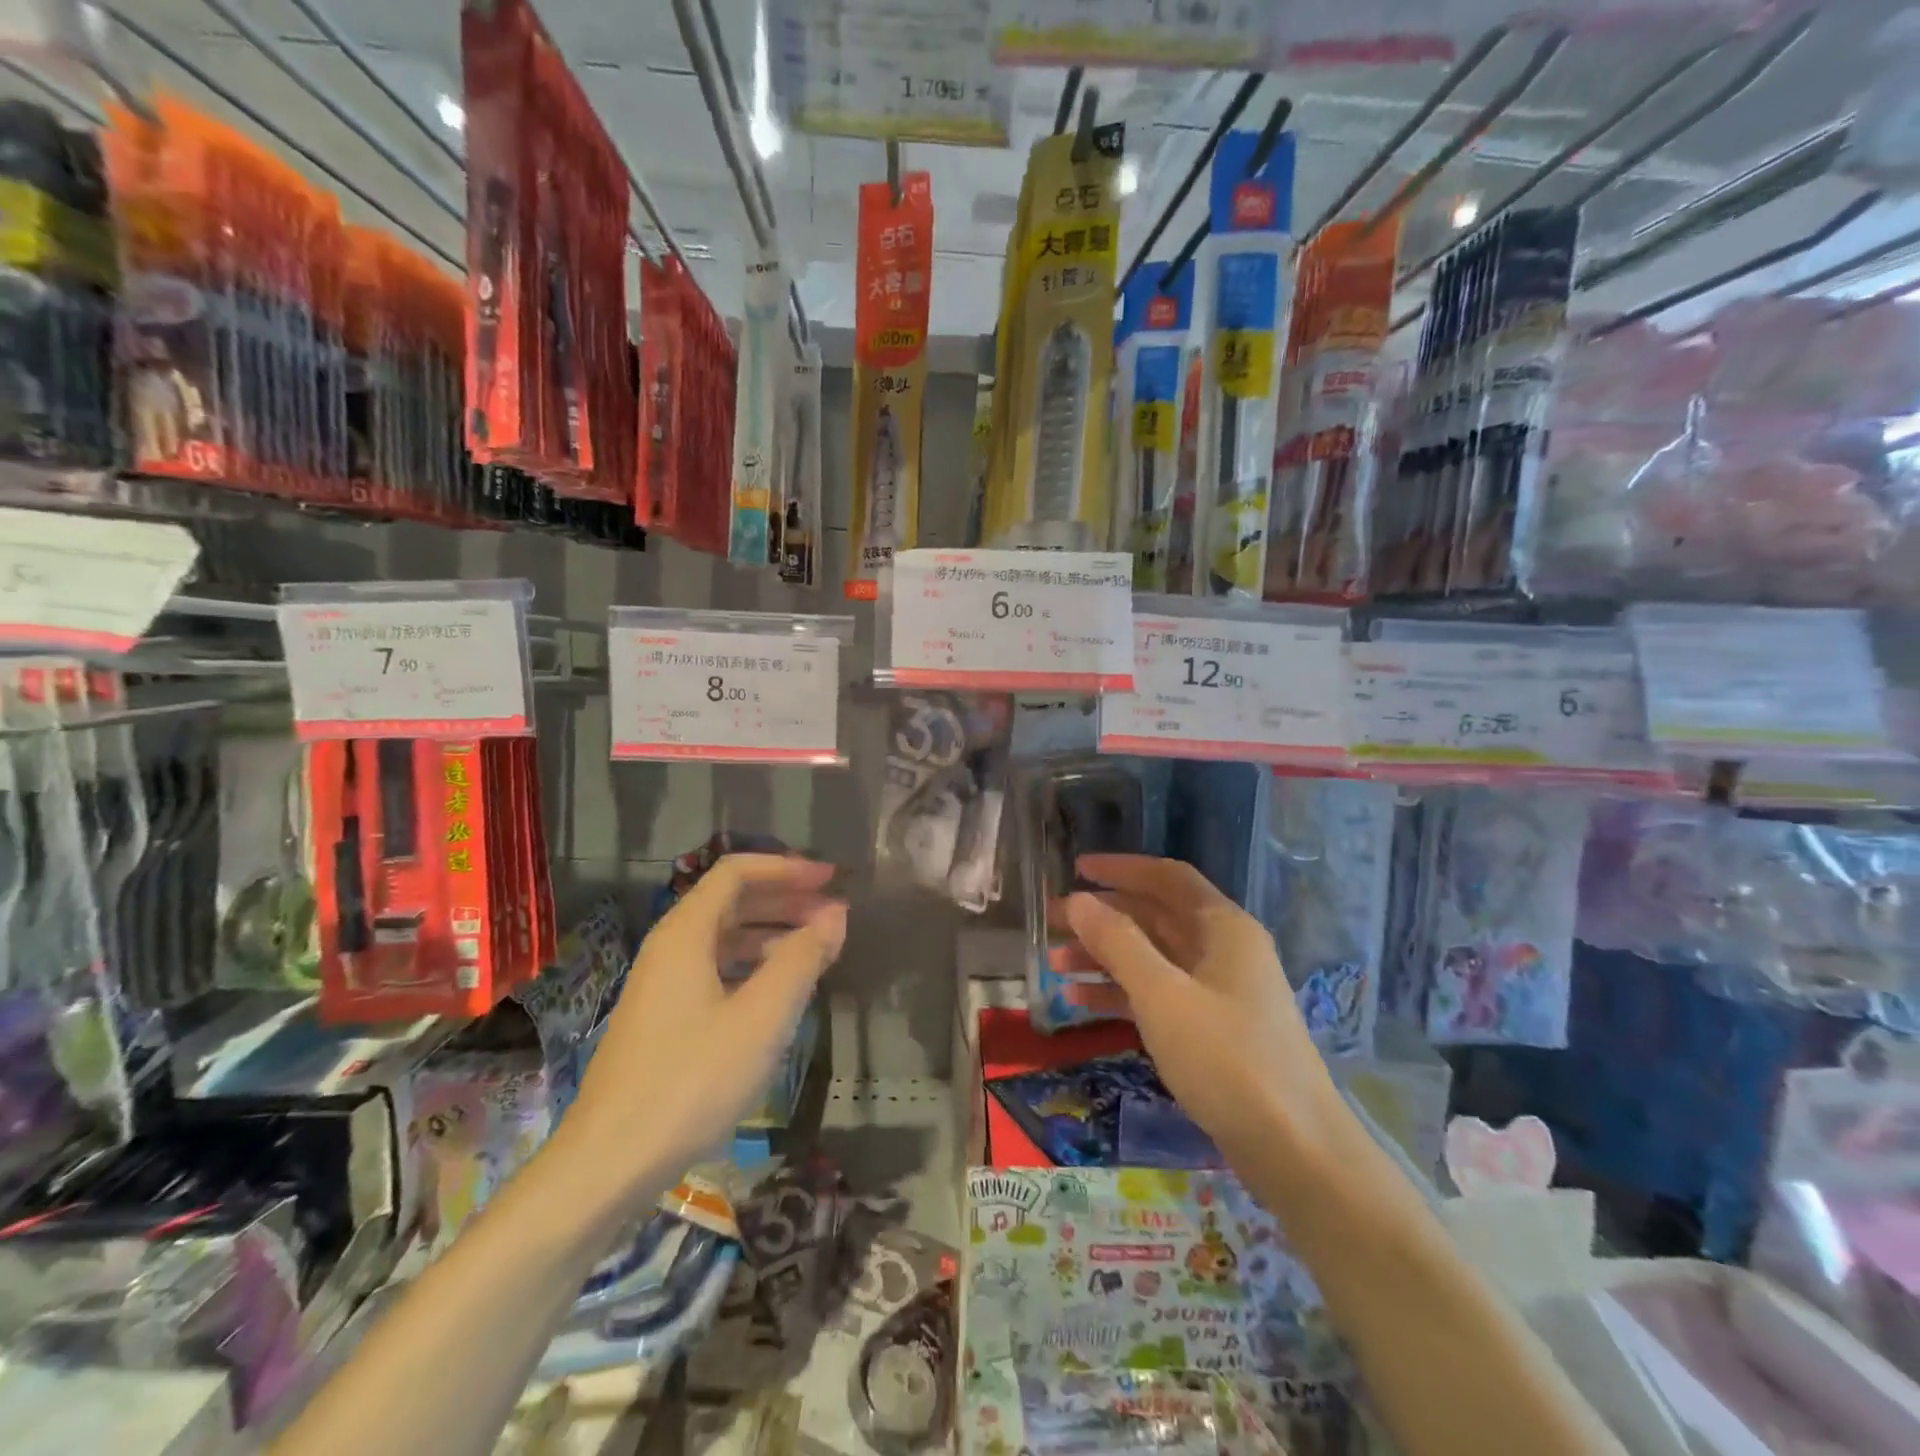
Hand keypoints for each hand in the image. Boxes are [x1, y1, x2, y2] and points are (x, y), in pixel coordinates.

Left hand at [558, 854, 845, 1203]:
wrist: (608, 1162)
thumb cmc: (691, 1081)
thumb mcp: (761, 1018)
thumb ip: (802, 959)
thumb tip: (835, 915)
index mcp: (686, 933)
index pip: (737, 872)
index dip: (787, 868)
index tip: (831, 880)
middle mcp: (670, 947)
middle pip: (732, 901)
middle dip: (785, 899)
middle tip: (833, 914)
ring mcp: (662, 984)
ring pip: (724, 937)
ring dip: (772, 933)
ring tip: (816, 950)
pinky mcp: (663, 1017)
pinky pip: (715, 969)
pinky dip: (753, 966)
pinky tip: (778, 991)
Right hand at [1064, 855, 1340, 1162]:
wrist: (1295, 1150)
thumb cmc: (1227, 1060)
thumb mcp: (1163, 995)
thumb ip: (1118, 943)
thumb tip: (1078, 900)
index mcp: (1223, 927)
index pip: (1167, 878)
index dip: (1120, 869)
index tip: (1075, 869)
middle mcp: (1223, 949)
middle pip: (1155, 917)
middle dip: (1102, 917)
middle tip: (1051, 922)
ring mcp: (1219, 991)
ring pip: (1152, 957)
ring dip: (1104, 957)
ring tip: (1054, 965)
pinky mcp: (1212, 1029)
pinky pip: (1158, 994)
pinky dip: (1121, 993)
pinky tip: (1080, 1003)